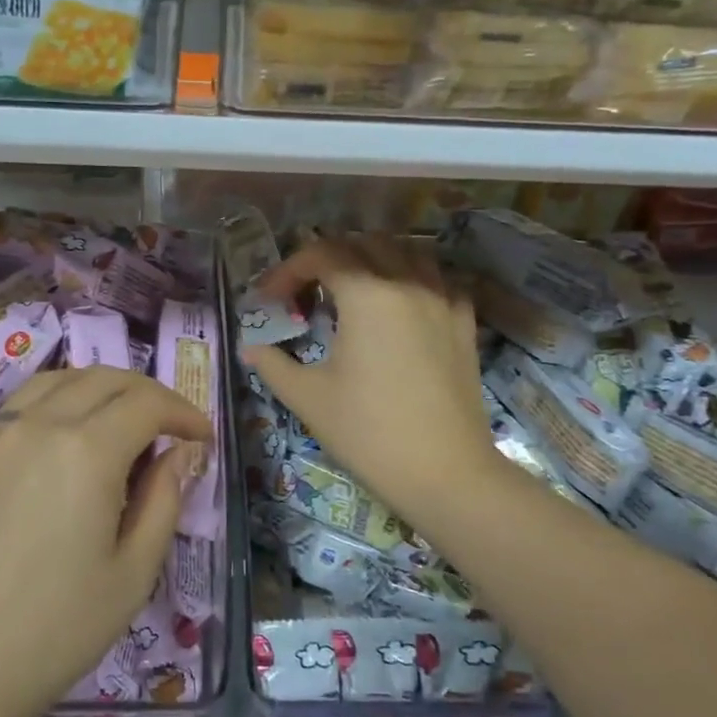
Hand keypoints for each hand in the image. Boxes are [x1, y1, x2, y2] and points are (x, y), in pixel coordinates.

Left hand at [0, 356, 209, 716]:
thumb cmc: (52, 634)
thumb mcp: (131, 576)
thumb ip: (163, 502)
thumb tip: (180, 453)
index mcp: (88, 452)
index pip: (147, 405)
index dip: (183, 412)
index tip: (202, 435)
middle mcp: (37, 427)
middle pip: (101, 382)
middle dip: (143, 394)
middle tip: (165, 426)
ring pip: (47, 384)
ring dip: (88, 386)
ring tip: (109, 413)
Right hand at [243, 236, 501, 531]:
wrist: (445, 473)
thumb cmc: (368, 432)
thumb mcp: (308, 398)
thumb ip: (273, 364)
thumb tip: (251, 348)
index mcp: (367, 294)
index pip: (321, 255)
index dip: (287, 270)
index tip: (268, 300)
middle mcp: (407, 283)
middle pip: (363, 244)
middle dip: (327, 258)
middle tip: (305, 293)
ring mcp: (442, 300)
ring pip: (406, 252)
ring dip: (372, 258)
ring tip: (352, 289)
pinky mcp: (464, 323)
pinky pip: (439, 279)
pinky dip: (413, 278)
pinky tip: (401, 303)